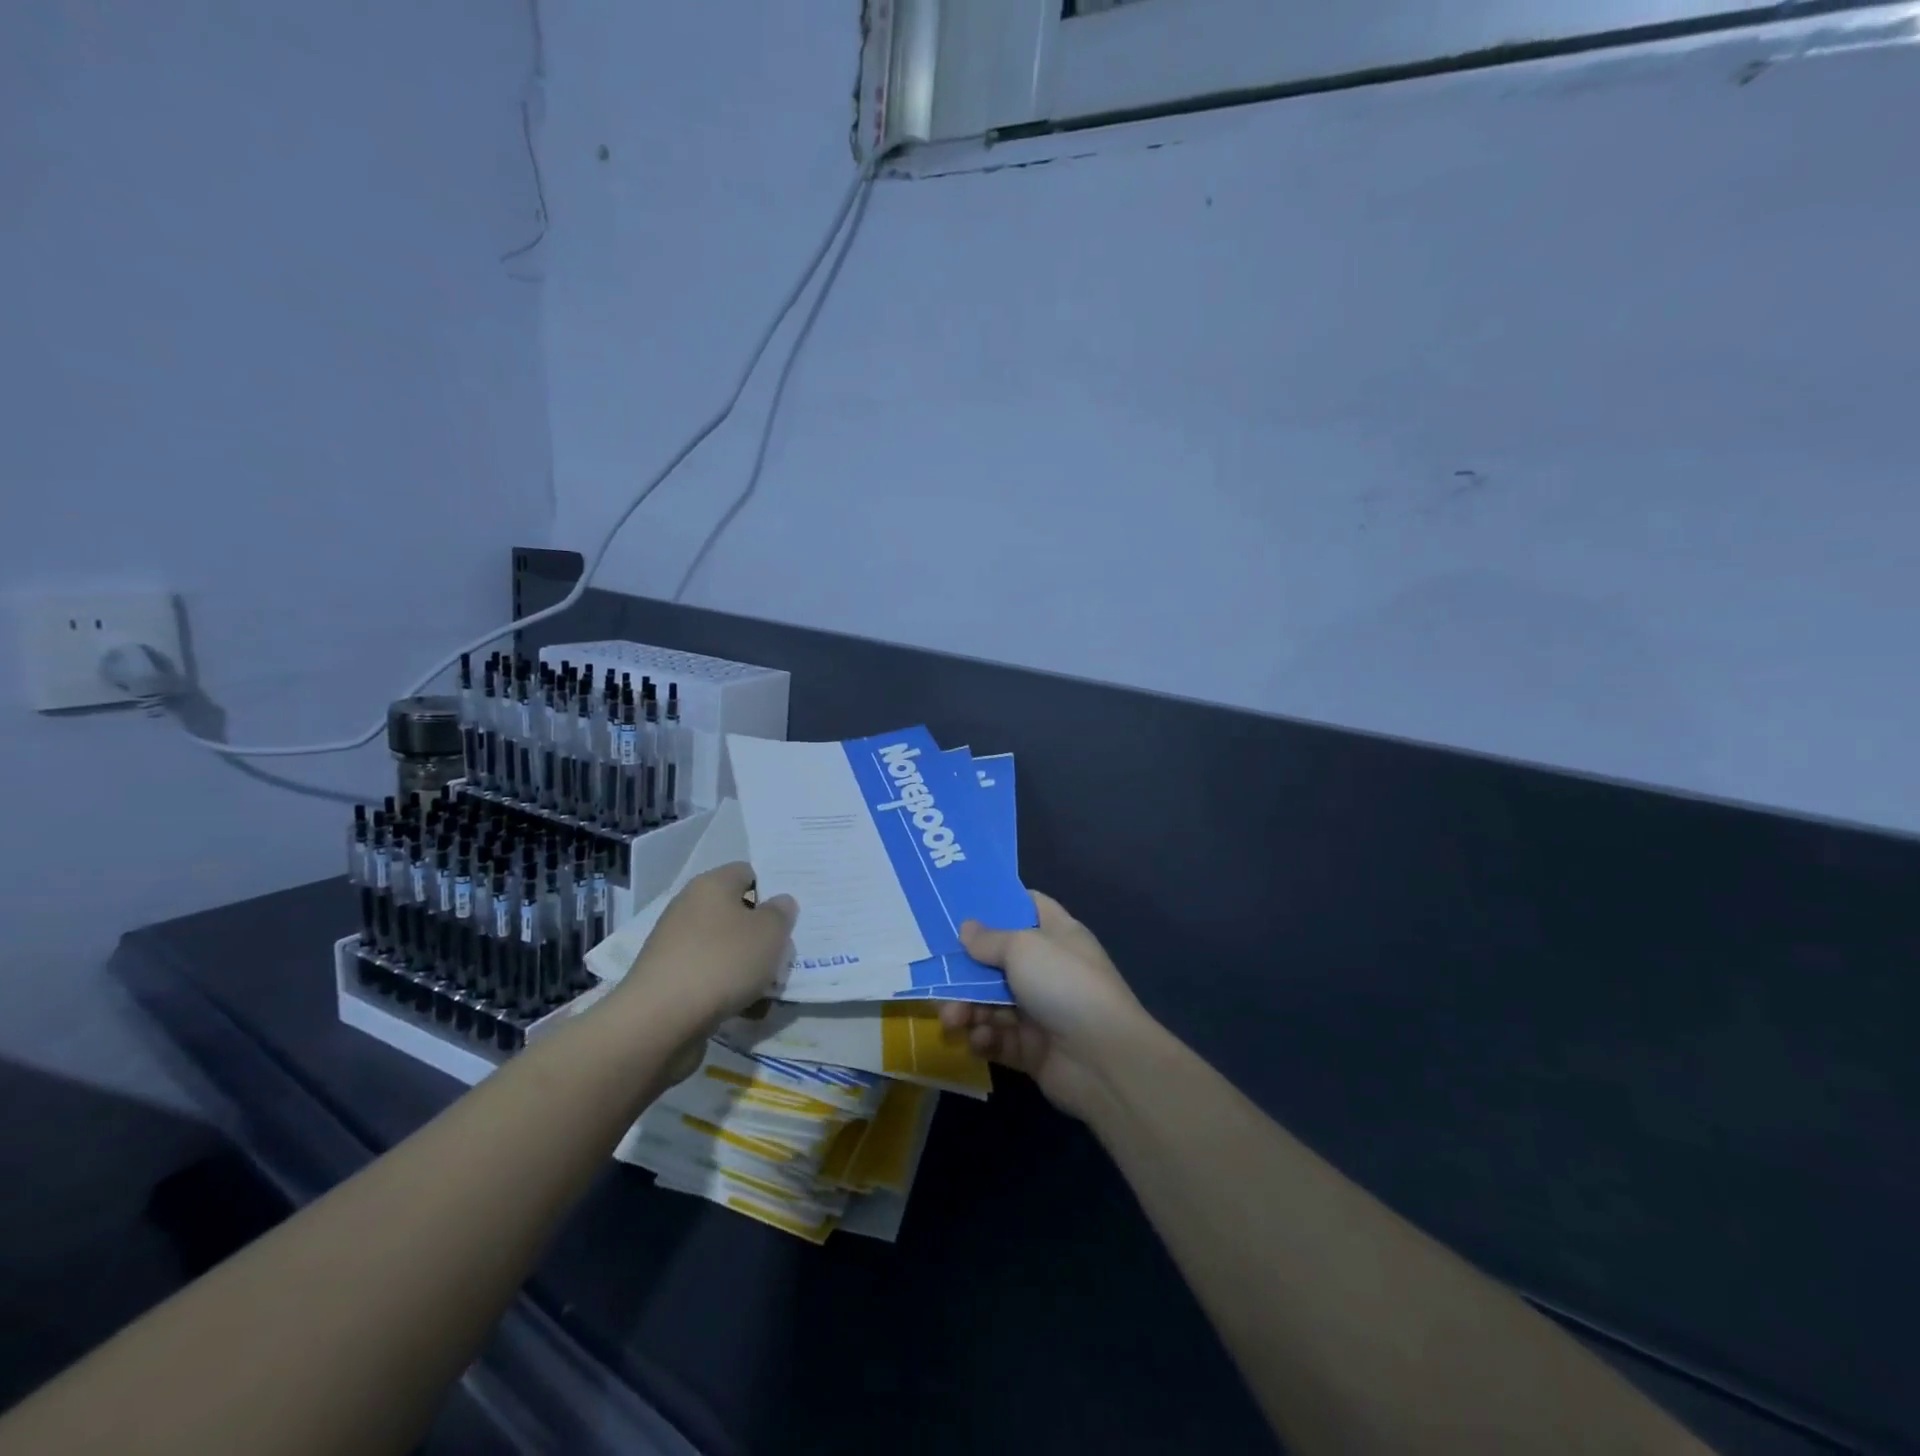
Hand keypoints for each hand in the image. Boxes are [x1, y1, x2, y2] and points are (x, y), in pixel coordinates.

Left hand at [613, 863, 796, 1078]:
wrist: (659, 1021)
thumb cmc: (722, 962)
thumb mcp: (769, 933)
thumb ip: (781, 913)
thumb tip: (780, 902)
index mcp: (711, 885)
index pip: (747, 872)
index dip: (772, 889)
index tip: (791, 915)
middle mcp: (689, 908)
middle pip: (736, 913)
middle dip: (762, 934)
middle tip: (785, 953)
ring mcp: (675, 945)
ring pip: (724, 948)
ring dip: (747, 966)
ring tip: (769, 989)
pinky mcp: (668, 980)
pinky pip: (708, 977)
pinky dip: (727, 989)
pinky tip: (745, 1010)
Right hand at [939, 891, 1146, 1118]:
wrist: (1102, 1059)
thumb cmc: (1064, 984)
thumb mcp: (1023, 947)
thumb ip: (990, 939)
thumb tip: (966, 927)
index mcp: (1056, 934)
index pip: (1027, 906)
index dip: (997, 903)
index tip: (960, 904)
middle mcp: (1048, 969)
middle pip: (997, 960)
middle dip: (965, 970)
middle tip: (938, 978)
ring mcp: (1039, 1010)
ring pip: (990, 1002)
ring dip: (967, 1008)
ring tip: (952, 1019)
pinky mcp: (1030, 1049)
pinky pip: (997, 1038)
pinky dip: (984, 1037)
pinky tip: (978, 1039)